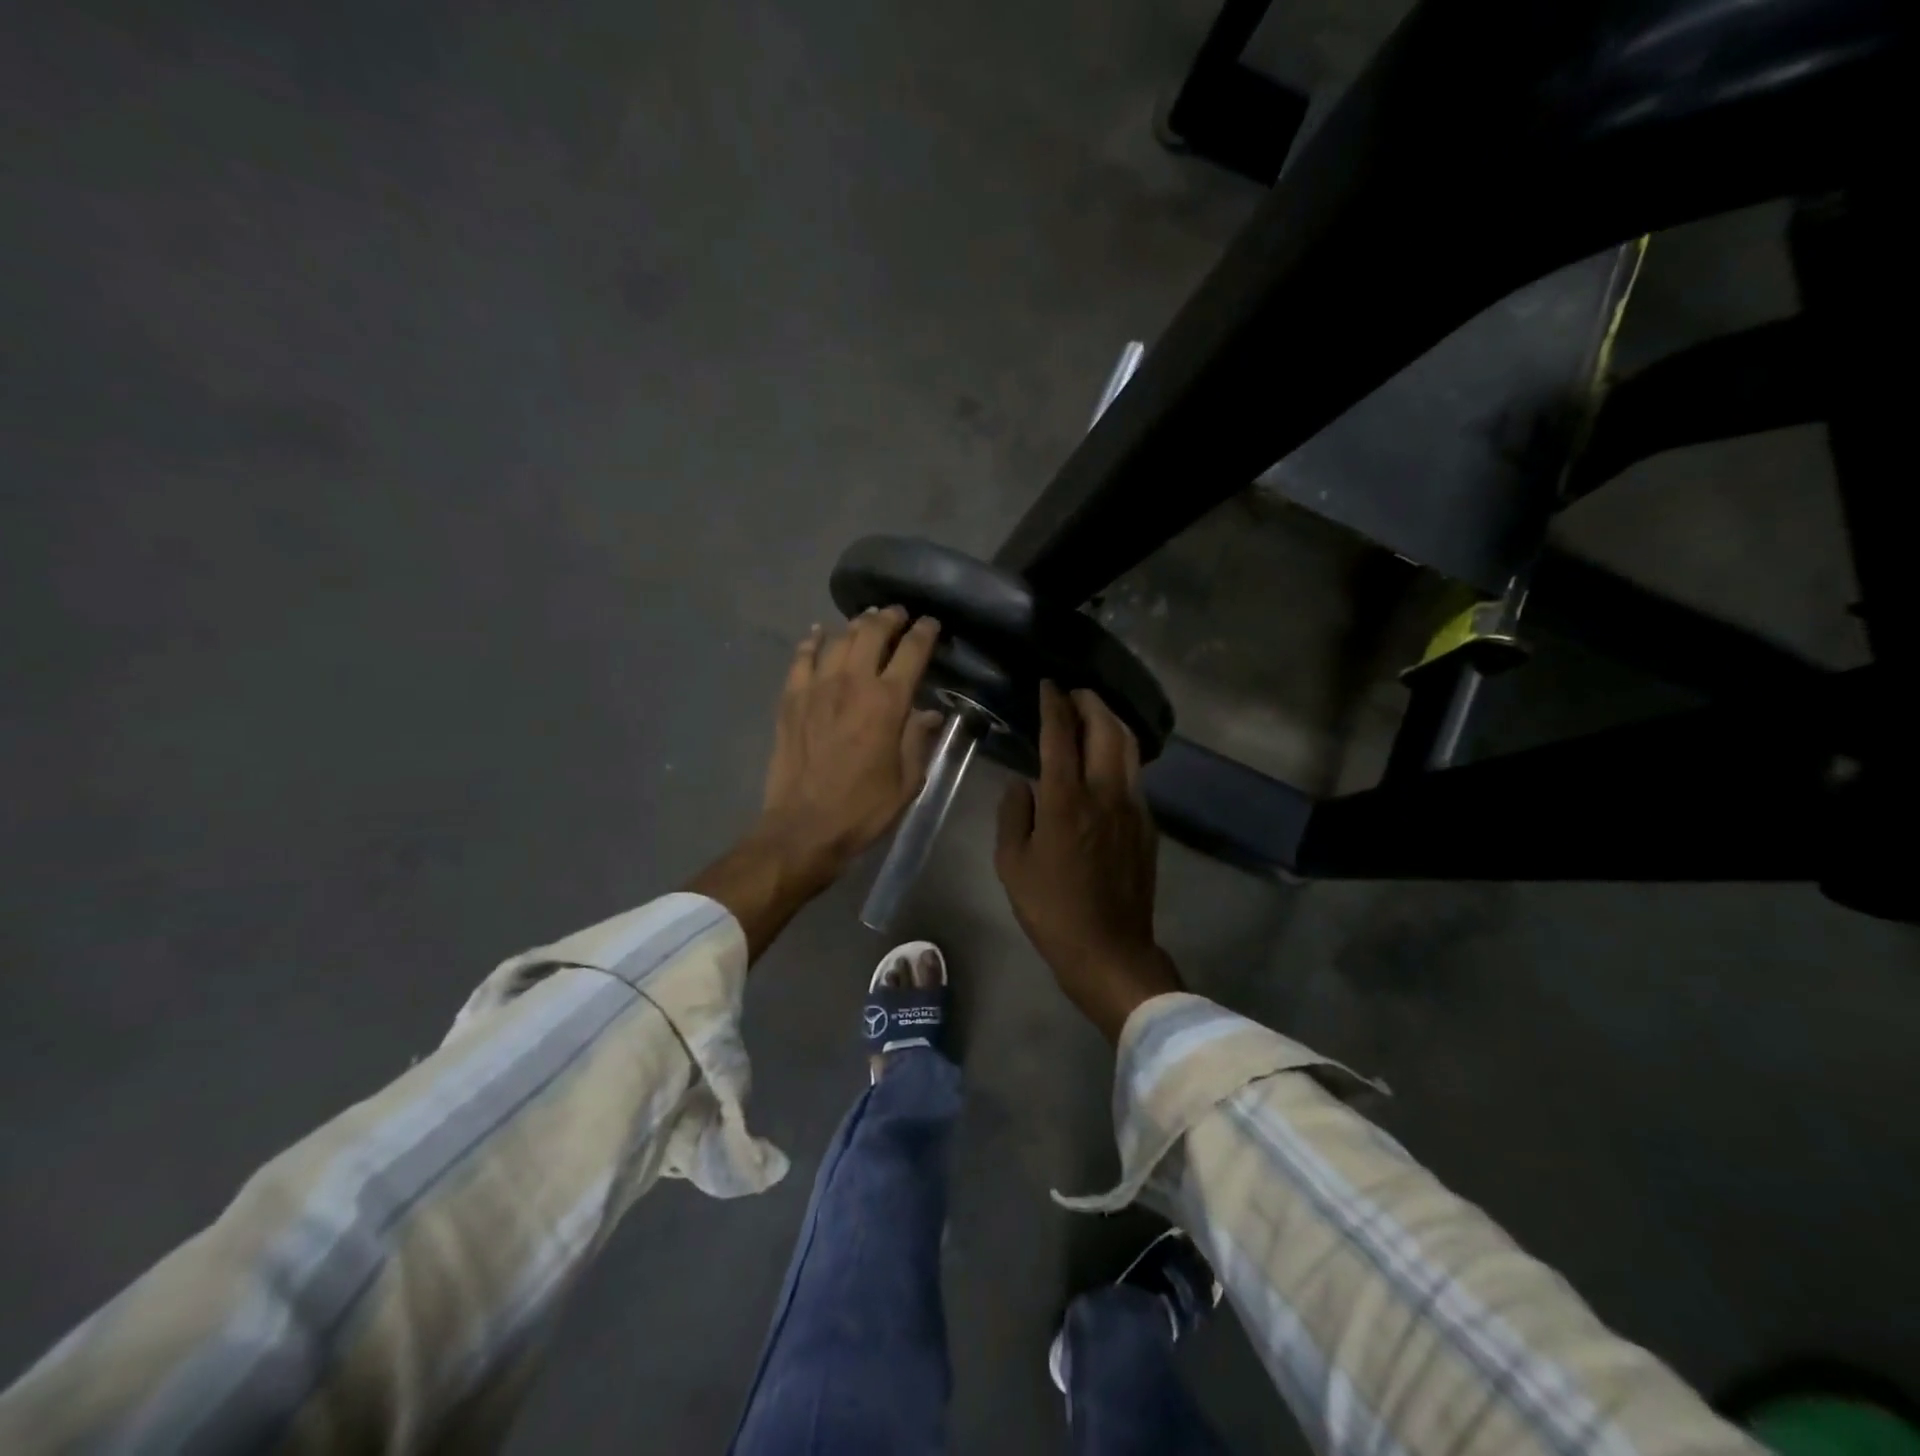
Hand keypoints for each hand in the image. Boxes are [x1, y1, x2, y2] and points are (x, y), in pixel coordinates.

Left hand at [690, 607, 941, 961]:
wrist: (803, 828)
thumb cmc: (863, 809)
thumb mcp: (908, 780)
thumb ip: (919, 739)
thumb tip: (932, 712)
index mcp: (887, 703)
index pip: (911, 652)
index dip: (924, 632)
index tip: (932, 624)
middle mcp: (852, 684)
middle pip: (871, 633)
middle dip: (889, 618)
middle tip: (898, 614)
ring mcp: (816, 688)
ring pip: (837, 639)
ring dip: (855, 626)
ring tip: (865, 621)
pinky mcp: (790, 699)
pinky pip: (801, 658)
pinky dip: (812, 641)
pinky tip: (818, 634)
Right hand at [995, 682, 1183, 1042]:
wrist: (1109, 949)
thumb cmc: (1051, 909)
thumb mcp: (1011, 864)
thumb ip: (1014, 815)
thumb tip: (1023, 785)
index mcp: (1066, 800)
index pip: (1060, 736)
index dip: (1053, 705)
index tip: (1048, 685)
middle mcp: (1105, 793)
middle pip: (1105, 730)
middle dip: (1090, 703)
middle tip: (1074, 693)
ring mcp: (1133, 807)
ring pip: (1128, 748)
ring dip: (1111, 722)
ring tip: (1093, 714)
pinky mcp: (1147, 825)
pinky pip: (1135, 775)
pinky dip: (1121, 753)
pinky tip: (1107, 760)